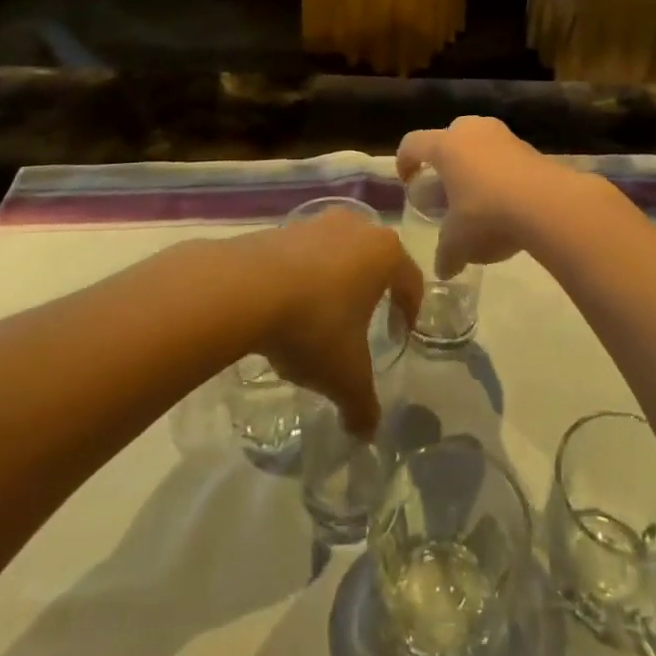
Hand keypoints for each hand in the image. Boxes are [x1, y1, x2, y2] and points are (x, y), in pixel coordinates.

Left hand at [230, 210, 421, 435]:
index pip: (411, 280)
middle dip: (370, 292)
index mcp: (385, 253)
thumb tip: (367, 432)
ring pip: (337, 254)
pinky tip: (286, 308)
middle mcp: (357, 227)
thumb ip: (362, 405)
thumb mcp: (345, 376)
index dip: (409, 310)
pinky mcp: (281, 227)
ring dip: (334, 282)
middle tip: (362, 323)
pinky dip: (302, 277)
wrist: (244, 288)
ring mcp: (316, 223)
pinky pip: (303, 254)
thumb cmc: (314, 324)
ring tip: (319, 318)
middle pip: (374, 260)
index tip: (399, 334)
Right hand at [397, 117, 607, 276]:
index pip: (413, 143)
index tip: (408, 181)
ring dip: (475, 164)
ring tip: (477, 195)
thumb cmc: (488, 214)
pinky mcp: (530, 147)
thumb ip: (446, 254)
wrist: (549, 204)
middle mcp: (472, 131)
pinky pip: (505, 155)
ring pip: (480, 142)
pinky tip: (506, 201)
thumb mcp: (459, 241)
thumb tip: (443, 270)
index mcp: (446, 146)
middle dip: (445, 158)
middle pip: (449, 135)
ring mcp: (504, 135)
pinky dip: (500, 171)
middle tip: (446, 186)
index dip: (405, 161)